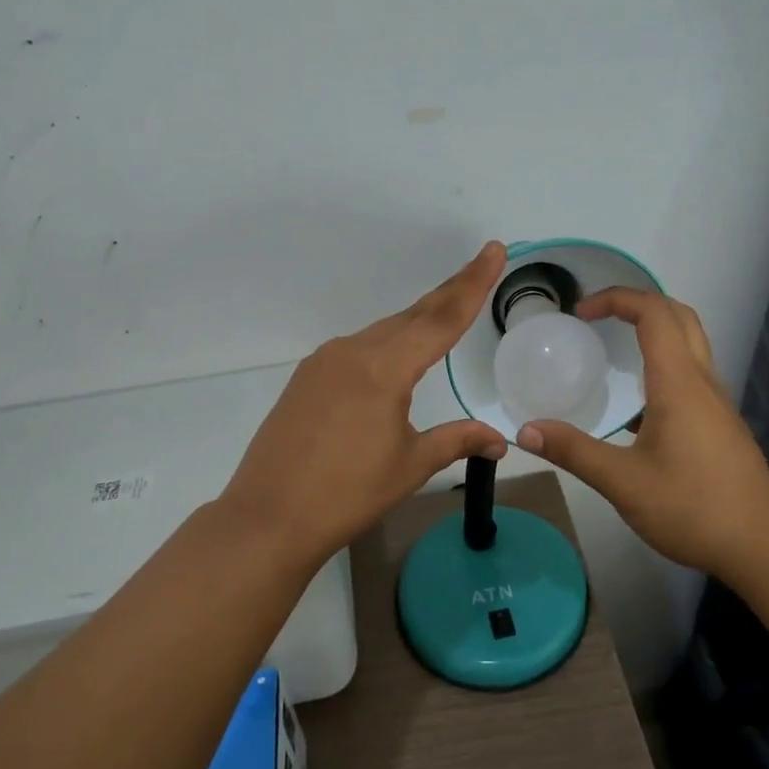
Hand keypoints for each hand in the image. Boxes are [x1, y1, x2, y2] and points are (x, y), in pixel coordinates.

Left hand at [220, 242, 510, 569]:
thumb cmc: (347, 494)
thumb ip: (457, 441)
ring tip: (447, 311)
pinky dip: (387, 344)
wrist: (268, 518)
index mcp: (384, 368)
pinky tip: (395, 356)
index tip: (493, 251)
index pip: (441, 318)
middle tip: (481, 265)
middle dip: (450, 291)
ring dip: (418, 321)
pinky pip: (358, 349)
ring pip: (383, 332)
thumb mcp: (410, 466)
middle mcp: (353, 351)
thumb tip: (500, 442)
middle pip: (413, 316)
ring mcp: (325, 362)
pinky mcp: (307, 377)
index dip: (473, 284)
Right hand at [516, 289, 768, 579]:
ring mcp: (716, 403)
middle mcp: (702, 382)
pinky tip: (637, 404)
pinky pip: (691, 373)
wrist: (764, 547)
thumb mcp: (624, 483)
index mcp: (679, 383)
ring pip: (690, 344)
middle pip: (679, 316)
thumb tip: (525, 431)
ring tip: (612, 350)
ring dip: (653, 331)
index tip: (581, 312)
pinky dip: (662, 363)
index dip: (616, 299)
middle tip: (597, 317)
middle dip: (637, 303)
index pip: (654, 313)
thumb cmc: (694, 508)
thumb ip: (574, 452)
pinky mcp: (720, 425)